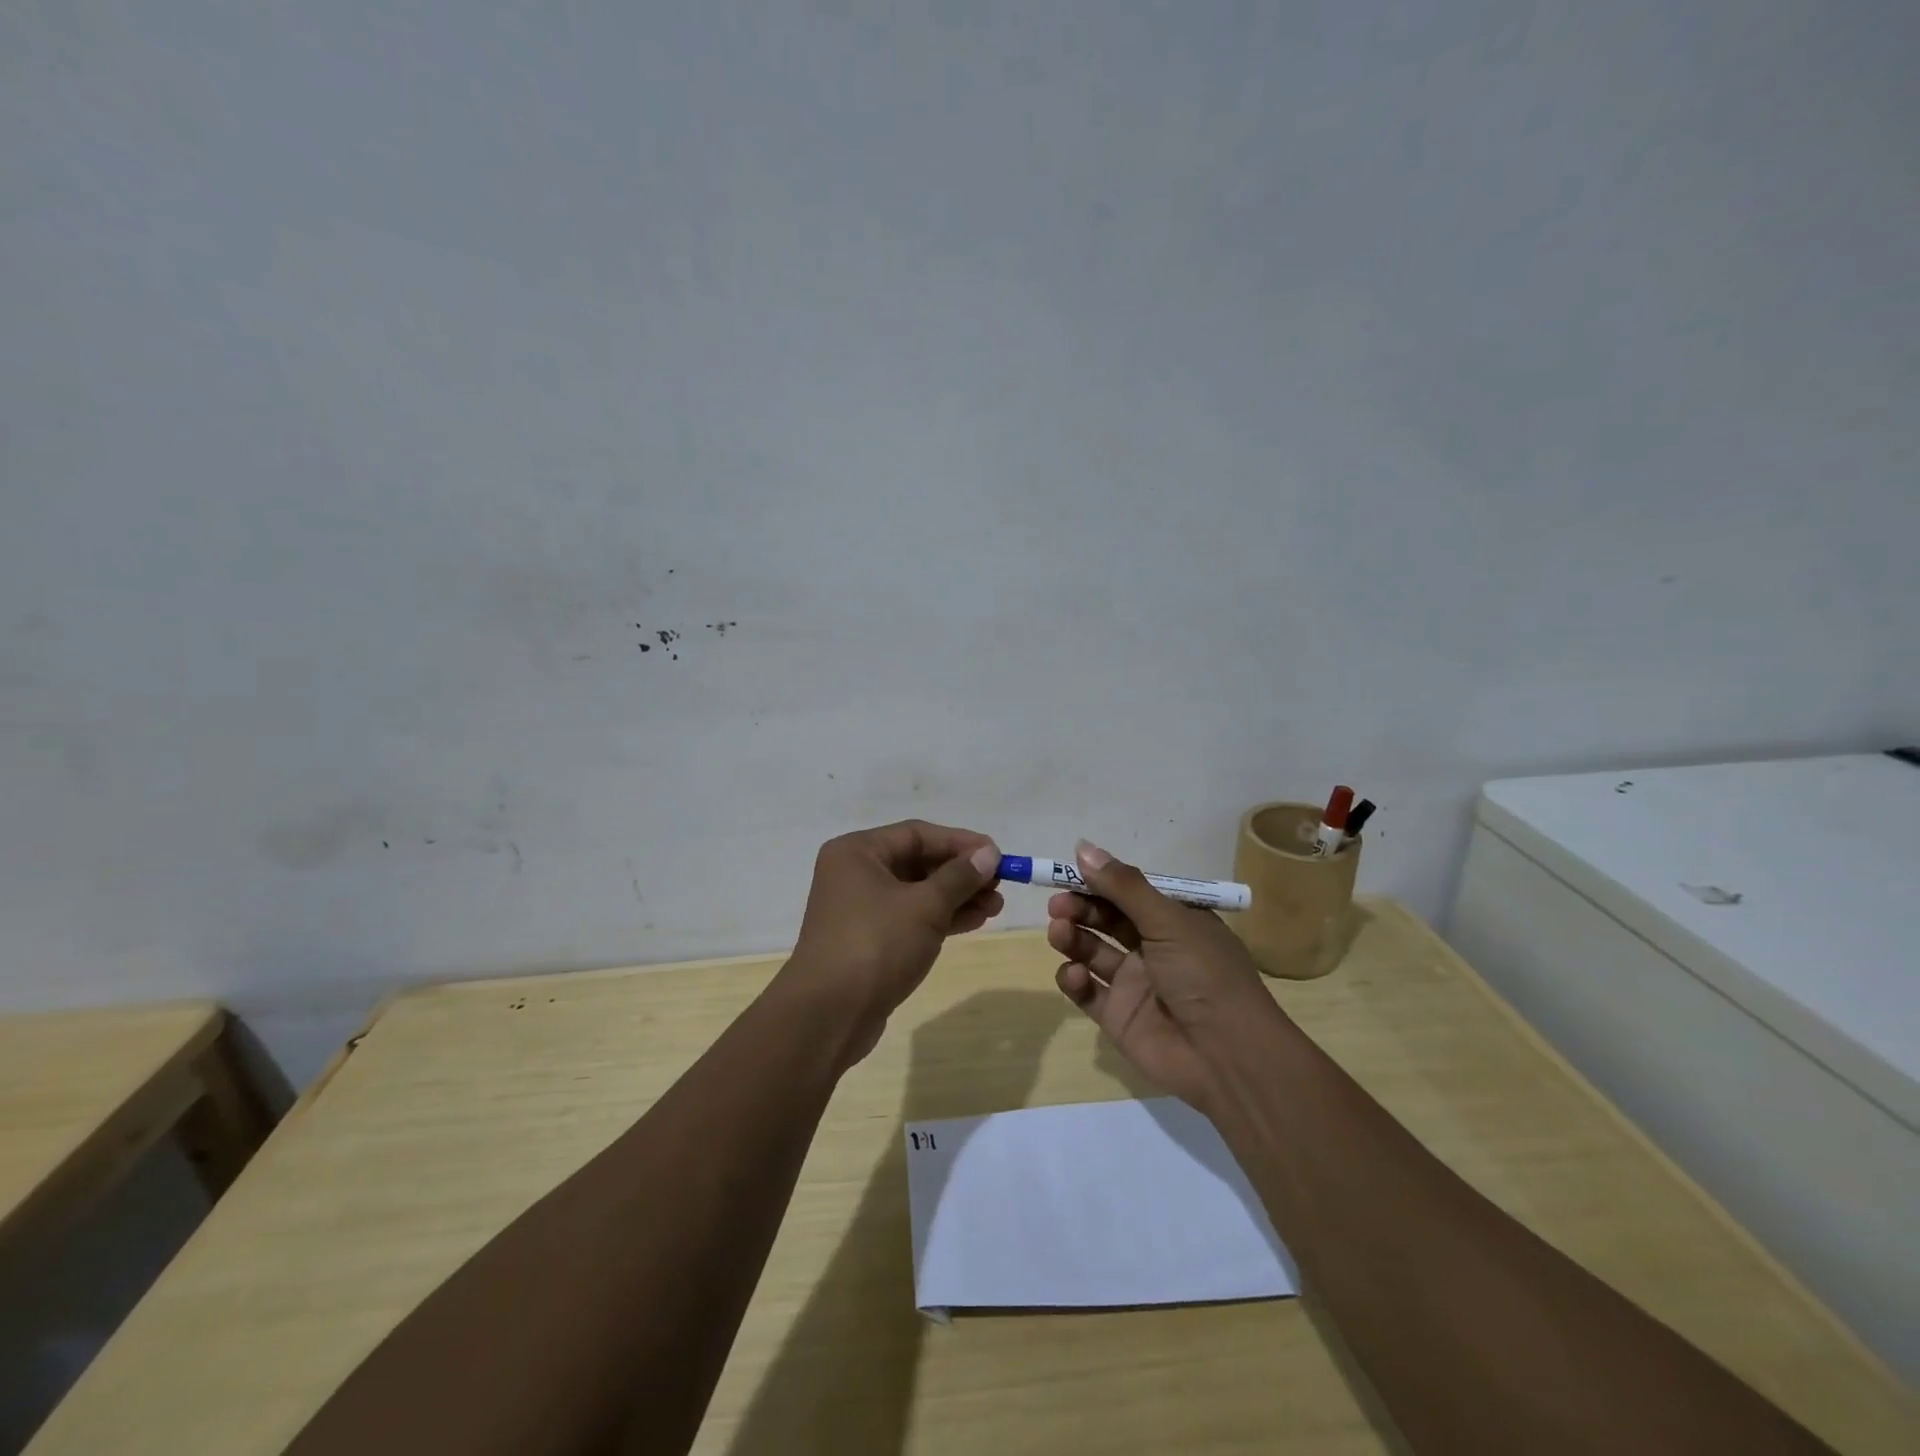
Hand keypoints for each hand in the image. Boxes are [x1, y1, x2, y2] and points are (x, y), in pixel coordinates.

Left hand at [779, 820, 1003, 1064]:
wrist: (828, 1016)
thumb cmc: (876, 946)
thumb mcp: (925, 907)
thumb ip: (959, 877)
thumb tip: (989, 854)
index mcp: (857, 852)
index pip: (917, 834)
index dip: (960, 842)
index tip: (997, 855)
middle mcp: (855, 873)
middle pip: (917, 862)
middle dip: (961, 873)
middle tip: (999, 885)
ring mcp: (860, 909)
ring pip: (917, 892)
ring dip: (956, 897)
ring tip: (995, 907)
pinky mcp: (868, 940)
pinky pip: (910, 918)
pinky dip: (940, 918)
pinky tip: (974, 921)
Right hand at [1048, 840, 1283, 1110]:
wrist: (1227, 1057)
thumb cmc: (1204, 975)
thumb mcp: (1168, 921)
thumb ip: (1123, 886)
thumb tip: (1082, 846)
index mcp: (1174, 920)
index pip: (1128, 892)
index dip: (1098, 881)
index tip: (1066, 872)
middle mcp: (1153, 947)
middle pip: (1105, 919)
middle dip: (1079, 908)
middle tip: (1057, 905)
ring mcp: (1133, 983)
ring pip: (1091, 951)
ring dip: (1072, 938)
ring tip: (1059, 932)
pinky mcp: (1117, 1015)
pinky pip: (1086, 991)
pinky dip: (1074, 979)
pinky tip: (1076, 975)